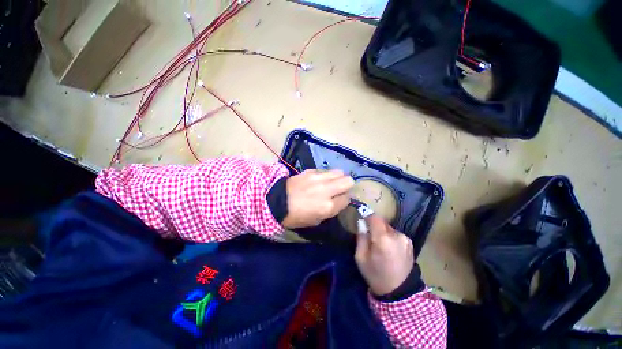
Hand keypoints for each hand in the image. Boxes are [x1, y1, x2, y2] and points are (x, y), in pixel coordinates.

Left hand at [282, 169, 353, 228]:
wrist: (276, 202)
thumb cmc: (295, 216)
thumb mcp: (316, 220)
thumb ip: (331, 210)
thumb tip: (338, 200)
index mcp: (328, 207)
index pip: (347, 199)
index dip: (344, 200)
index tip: (339, 200)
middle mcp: (327, 190)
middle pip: (348, 181)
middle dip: (346, 185)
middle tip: (339, 189)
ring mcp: (319, 178)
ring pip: (339, 172)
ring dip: (338, 178)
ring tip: (330, 182)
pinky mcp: (311, 171)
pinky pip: (325, 171)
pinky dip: (325, 175)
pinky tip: (318, 180)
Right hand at [355, 215, 413, 295]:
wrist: (399, 292)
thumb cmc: (376, 275)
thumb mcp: (360, 257)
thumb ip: (361, 237)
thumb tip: (361, 223)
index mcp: (383, 239)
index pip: (374, 217)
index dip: (367, 216)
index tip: (362, 220)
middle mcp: (396, 235)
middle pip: (381, 222)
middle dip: (374, 226)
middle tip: (369, 237)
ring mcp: (405, 238)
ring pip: (388, 228)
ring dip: (382, 232)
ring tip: (380, 245)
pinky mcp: (410, 242)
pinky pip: (395, 234)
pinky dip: (390, 237)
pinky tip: (389, 249)